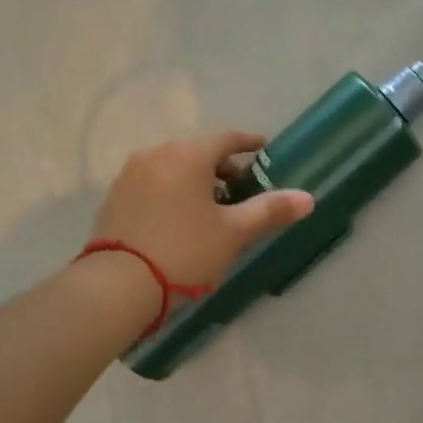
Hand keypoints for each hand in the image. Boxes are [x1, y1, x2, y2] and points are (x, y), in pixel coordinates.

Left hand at [90, 129, 313, 289]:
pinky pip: (153, 184)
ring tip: (212, 207)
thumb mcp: (234, 233)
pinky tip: (180, 218)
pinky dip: (172, 191)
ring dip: (196, 180)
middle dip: (222, 166)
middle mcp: (156, 154)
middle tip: (241, 187)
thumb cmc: (185, 251)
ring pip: (173, 167)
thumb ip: (270, 211)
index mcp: (188, 155)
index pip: (226, 138)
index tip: (263, 149)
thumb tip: (308, 198)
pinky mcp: (115, 197)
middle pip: (197, 151)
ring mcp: (130, 175)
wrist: (119, 284)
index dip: (248, 143)